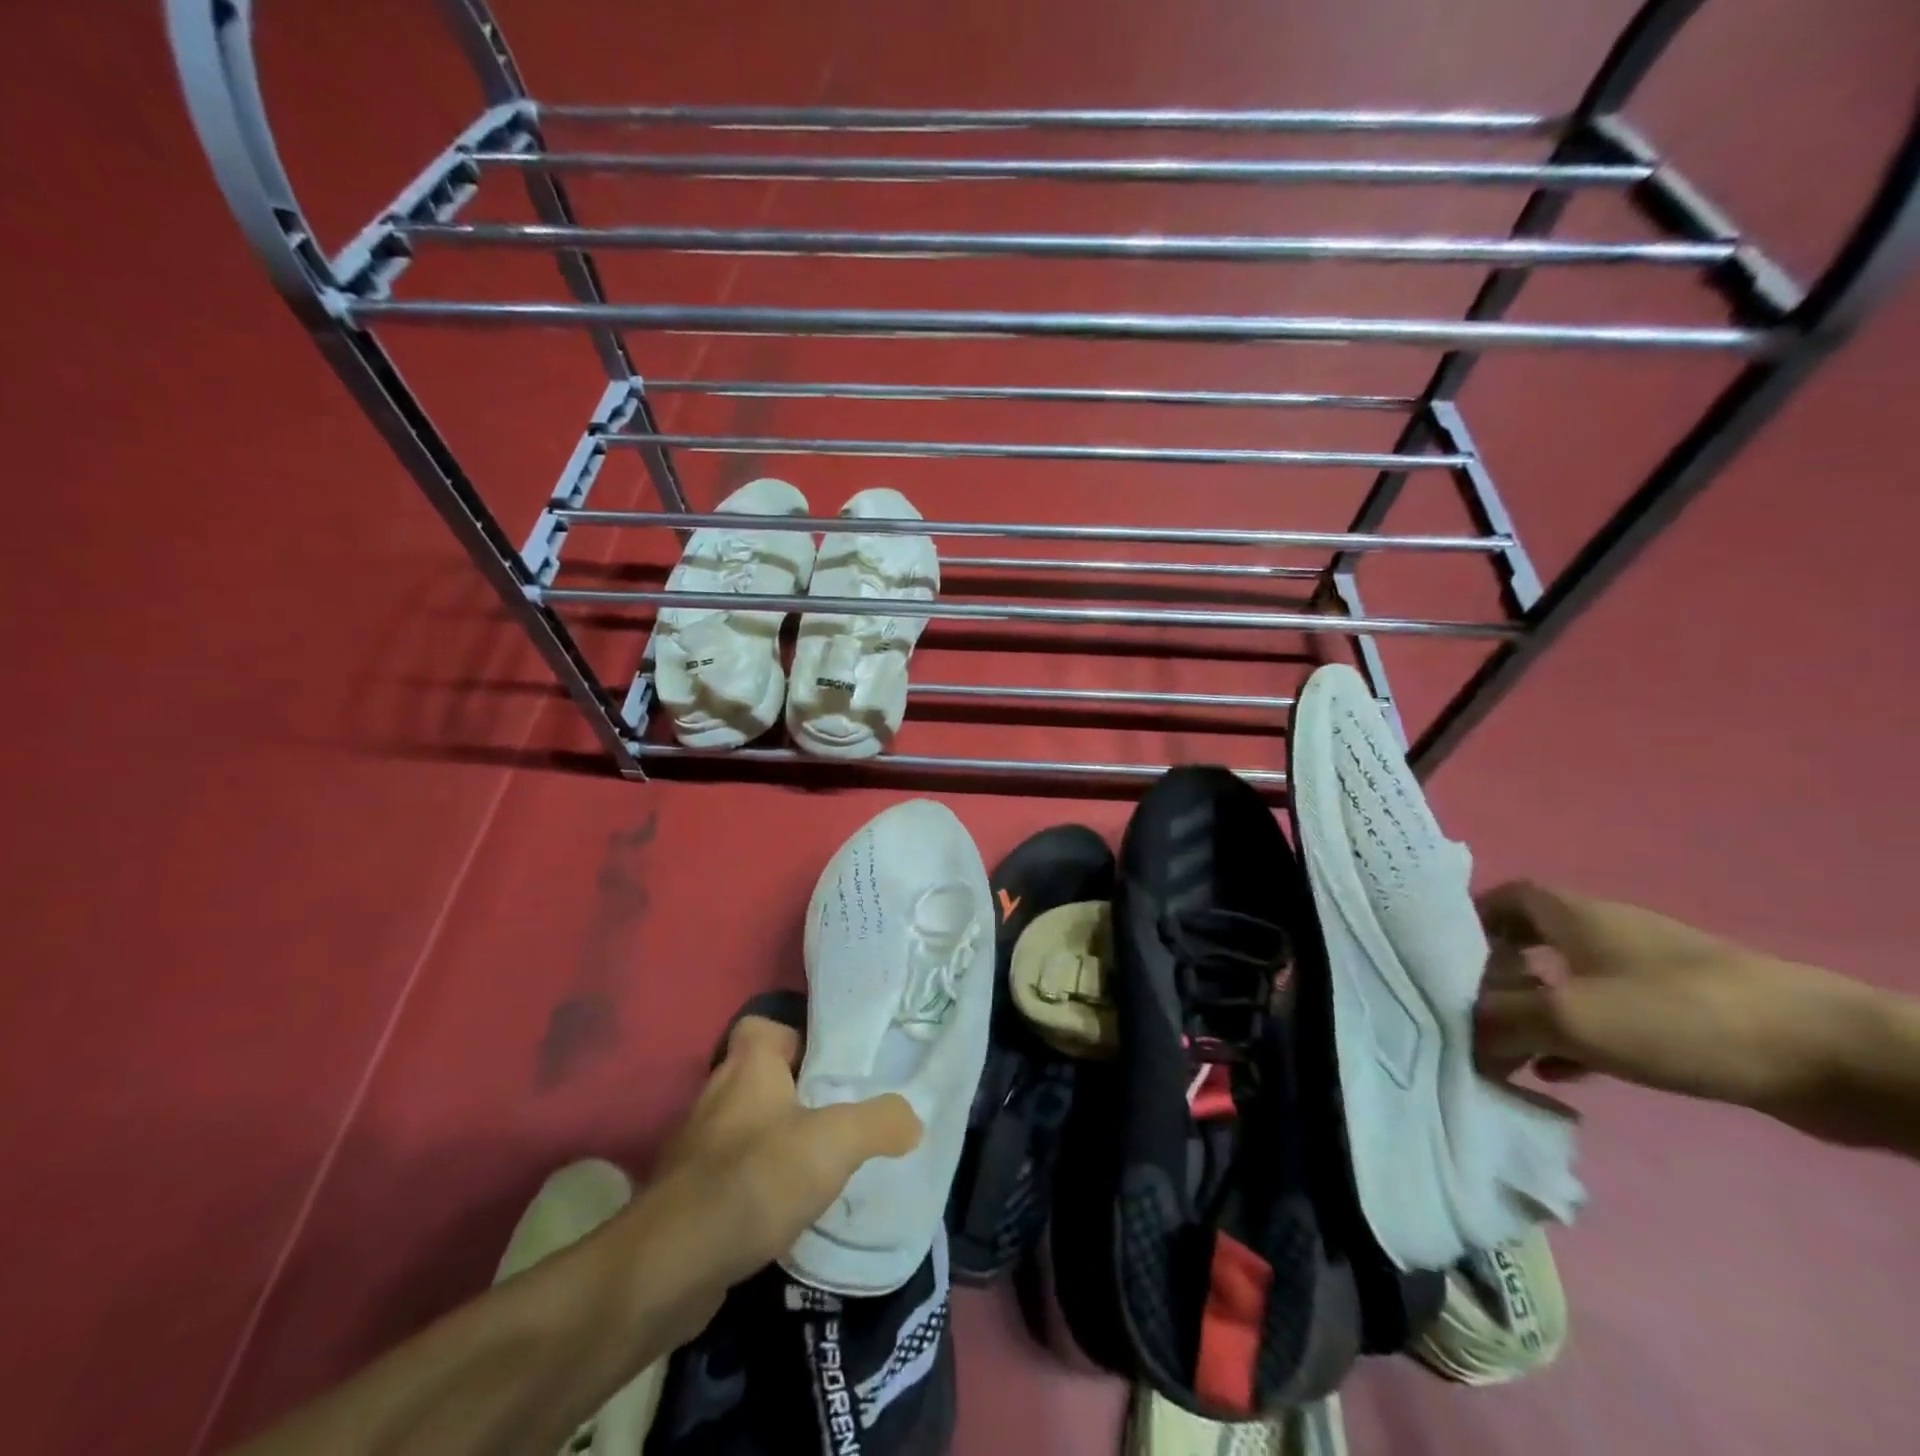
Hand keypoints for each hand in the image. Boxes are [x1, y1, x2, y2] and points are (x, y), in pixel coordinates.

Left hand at [620, 1015, 920, 1341]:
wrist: (669, 1268)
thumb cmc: (754, 1179)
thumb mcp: (834, 1143)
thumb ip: (879, 1122)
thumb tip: (912, 1118)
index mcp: (748, 1066)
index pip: (766, 1027)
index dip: (798, 1036)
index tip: (831, 1065)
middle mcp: (718, 1096)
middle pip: (763, 1078)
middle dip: (801, 1093)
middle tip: (843, 1113)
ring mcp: (699, 1148)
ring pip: (750, 1127)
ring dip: (781, 1141)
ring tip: (824, 1164)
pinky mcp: (690, 1196)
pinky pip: (735, 1173)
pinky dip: (760, 1184)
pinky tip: (789, 1210)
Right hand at [1473, 881, 1862, 1117]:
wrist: (1829, 1055)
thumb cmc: (1679, 1015)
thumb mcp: (1571, 1017)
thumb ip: (1503, 1022)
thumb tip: (1460, 1032)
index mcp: (1576, 916)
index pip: (1507, 897)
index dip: (1471, 920)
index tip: (1445, 958)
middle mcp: (1605, 935)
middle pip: (1530, 944)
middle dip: (1495, 979)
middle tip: (1468, 1014)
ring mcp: (1646, 974)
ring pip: (1567, 985)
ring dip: (1533, 1015)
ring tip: (1506, 1052)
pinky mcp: (1679, 1014)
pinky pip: (1606, 1018)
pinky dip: (1575, 1040)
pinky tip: (1562, 1074)